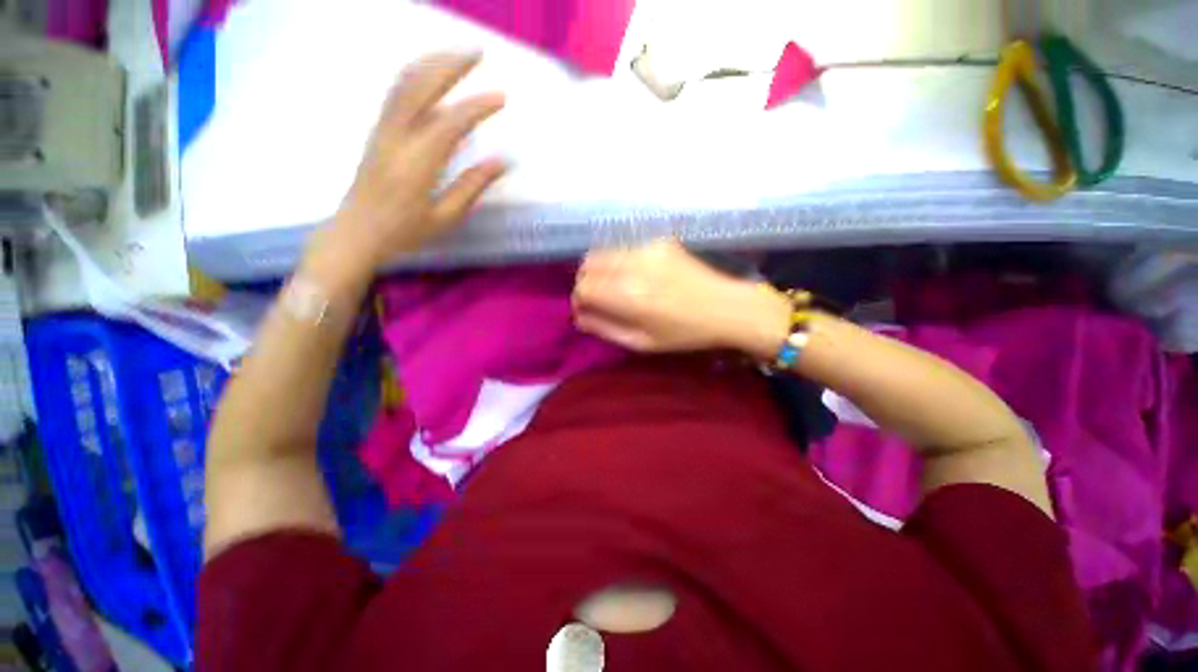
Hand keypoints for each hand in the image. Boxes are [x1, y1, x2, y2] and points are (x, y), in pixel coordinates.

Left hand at [303, 53, 506, 284]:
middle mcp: (396, 137)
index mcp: (417, 163)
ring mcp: (382, 130)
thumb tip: (502, 162)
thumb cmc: (405, 232)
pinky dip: (415, 75)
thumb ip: (472, 187)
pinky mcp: (377, 130)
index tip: (501, 97)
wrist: (356, 232)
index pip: (450, 123)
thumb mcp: (445, 218)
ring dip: (430, 61)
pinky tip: (430, 73)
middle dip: (449, 64)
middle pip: (420, 86)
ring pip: (403, 83)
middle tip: (477, 51)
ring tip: (456, 54)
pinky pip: (395, 93)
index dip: (477, 107)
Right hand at [572, 239, 790, 355]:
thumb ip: (605, 328)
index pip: (583, 288)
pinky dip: (618, 258)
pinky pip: (623, 245)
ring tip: (614, 285)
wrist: (727, 306)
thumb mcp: (642, 342)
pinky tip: (633, 272)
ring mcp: (646, 246)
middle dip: (586, 282)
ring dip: (599, 268)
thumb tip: (578, 316)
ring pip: (602, 250)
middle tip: (599, 298)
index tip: (587, 310)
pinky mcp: (658, 239)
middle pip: (587, 264)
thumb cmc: (685, 332)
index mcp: (628, 296)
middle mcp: (632, 265)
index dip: (579, 300)